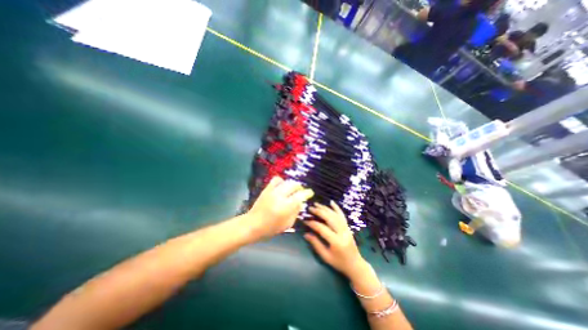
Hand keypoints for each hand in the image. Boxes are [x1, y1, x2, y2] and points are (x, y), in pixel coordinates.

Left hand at [247, 176, 314, 240]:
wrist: (252, 224)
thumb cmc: (271, 228)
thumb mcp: (287, 224)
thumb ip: (295, 212)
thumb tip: (301, 202)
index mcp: (286, 206)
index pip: (300, 195)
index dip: (307, 193)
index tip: (310, 193)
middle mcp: (280, 196)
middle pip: (294, 185)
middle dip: (299, 188)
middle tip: (300, 192)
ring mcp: (272, 191)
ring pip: (286, 181)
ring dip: (292, 184)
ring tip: (292, 189)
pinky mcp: (266, 189)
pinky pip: (276, 179)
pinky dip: (282, 181)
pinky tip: (282, 186)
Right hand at [303, 202, 365, 280]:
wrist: (355, 265)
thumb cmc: (339, 263)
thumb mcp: (326, 256)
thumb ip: (316, 244)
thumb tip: (305, 234)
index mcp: (336, 241)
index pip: (322, 228)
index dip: (312, 223)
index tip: (305, 220)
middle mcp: (342, 232)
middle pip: (329, 218)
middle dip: (319, 212)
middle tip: (310, 208)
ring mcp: (346, 228)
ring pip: (335, 215)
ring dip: (325, 208)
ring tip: (316, 204)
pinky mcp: (348, 227)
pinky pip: (342, 215)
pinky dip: (337, 208)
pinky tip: (331, 202)